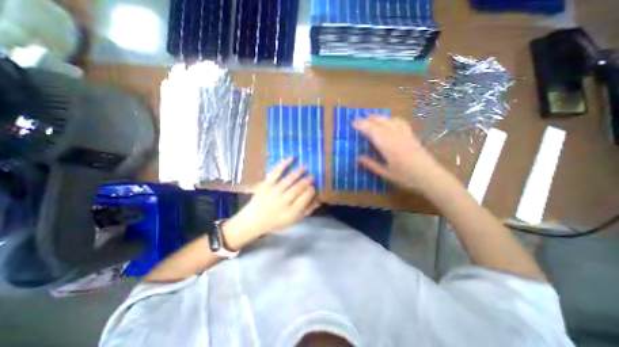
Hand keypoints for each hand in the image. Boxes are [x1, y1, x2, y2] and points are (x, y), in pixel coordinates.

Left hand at [223, 157, 318, 248]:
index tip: (313, 187)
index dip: (311, 191)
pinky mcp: (266, 184)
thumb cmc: (275, 221)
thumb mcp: (292, 221)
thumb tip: (318, 201)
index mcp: (291, 212)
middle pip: (298, 188)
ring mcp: (274, 191)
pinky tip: (291, 158)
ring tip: (305, 167)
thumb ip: (306, 211)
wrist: (253, 220)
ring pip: (289, 179)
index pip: (305, 198)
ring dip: (299, 172)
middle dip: (307, 181)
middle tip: (312, 176)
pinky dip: (283, 164)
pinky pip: (276, 172)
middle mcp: (283, 201)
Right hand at [354, 117, 439, 191]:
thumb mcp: (385, 173)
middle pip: (379, 123)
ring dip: (378, 117)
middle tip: (358, 119)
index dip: (362, 126)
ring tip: (370, 117)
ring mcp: (404, 134)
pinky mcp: (411, 135)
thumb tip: (358, 158)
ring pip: (389, 120)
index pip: (372, 131)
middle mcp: (395, 136)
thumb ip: (371, 164)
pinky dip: (392, 119)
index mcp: (387, 145)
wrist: (430, 176)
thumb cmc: (406, 177)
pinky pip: (400, 122)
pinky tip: (390, 121)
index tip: (353, 123)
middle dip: (367, 120)